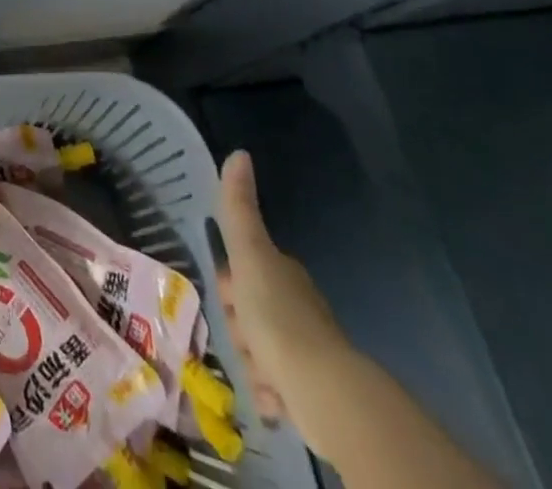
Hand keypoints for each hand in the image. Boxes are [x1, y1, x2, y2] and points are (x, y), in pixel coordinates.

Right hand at [214, 150, 352, 457]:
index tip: (228, 298)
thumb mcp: (249, 254)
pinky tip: (273, 400)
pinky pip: (275, 388)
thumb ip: (238, 207)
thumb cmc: (277, 316)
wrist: (322, 390)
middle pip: (247, 312)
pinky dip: (270, 394)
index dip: (230, 285)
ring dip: (253, 364)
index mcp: (281, 274)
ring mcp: (305, 350)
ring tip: (262, 374)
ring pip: (257, 350)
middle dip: (239, 329)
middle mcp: (295, 307)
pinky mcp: (309, 391)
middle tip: (245, 338)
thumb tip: (240, 152)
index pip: (241, 272)